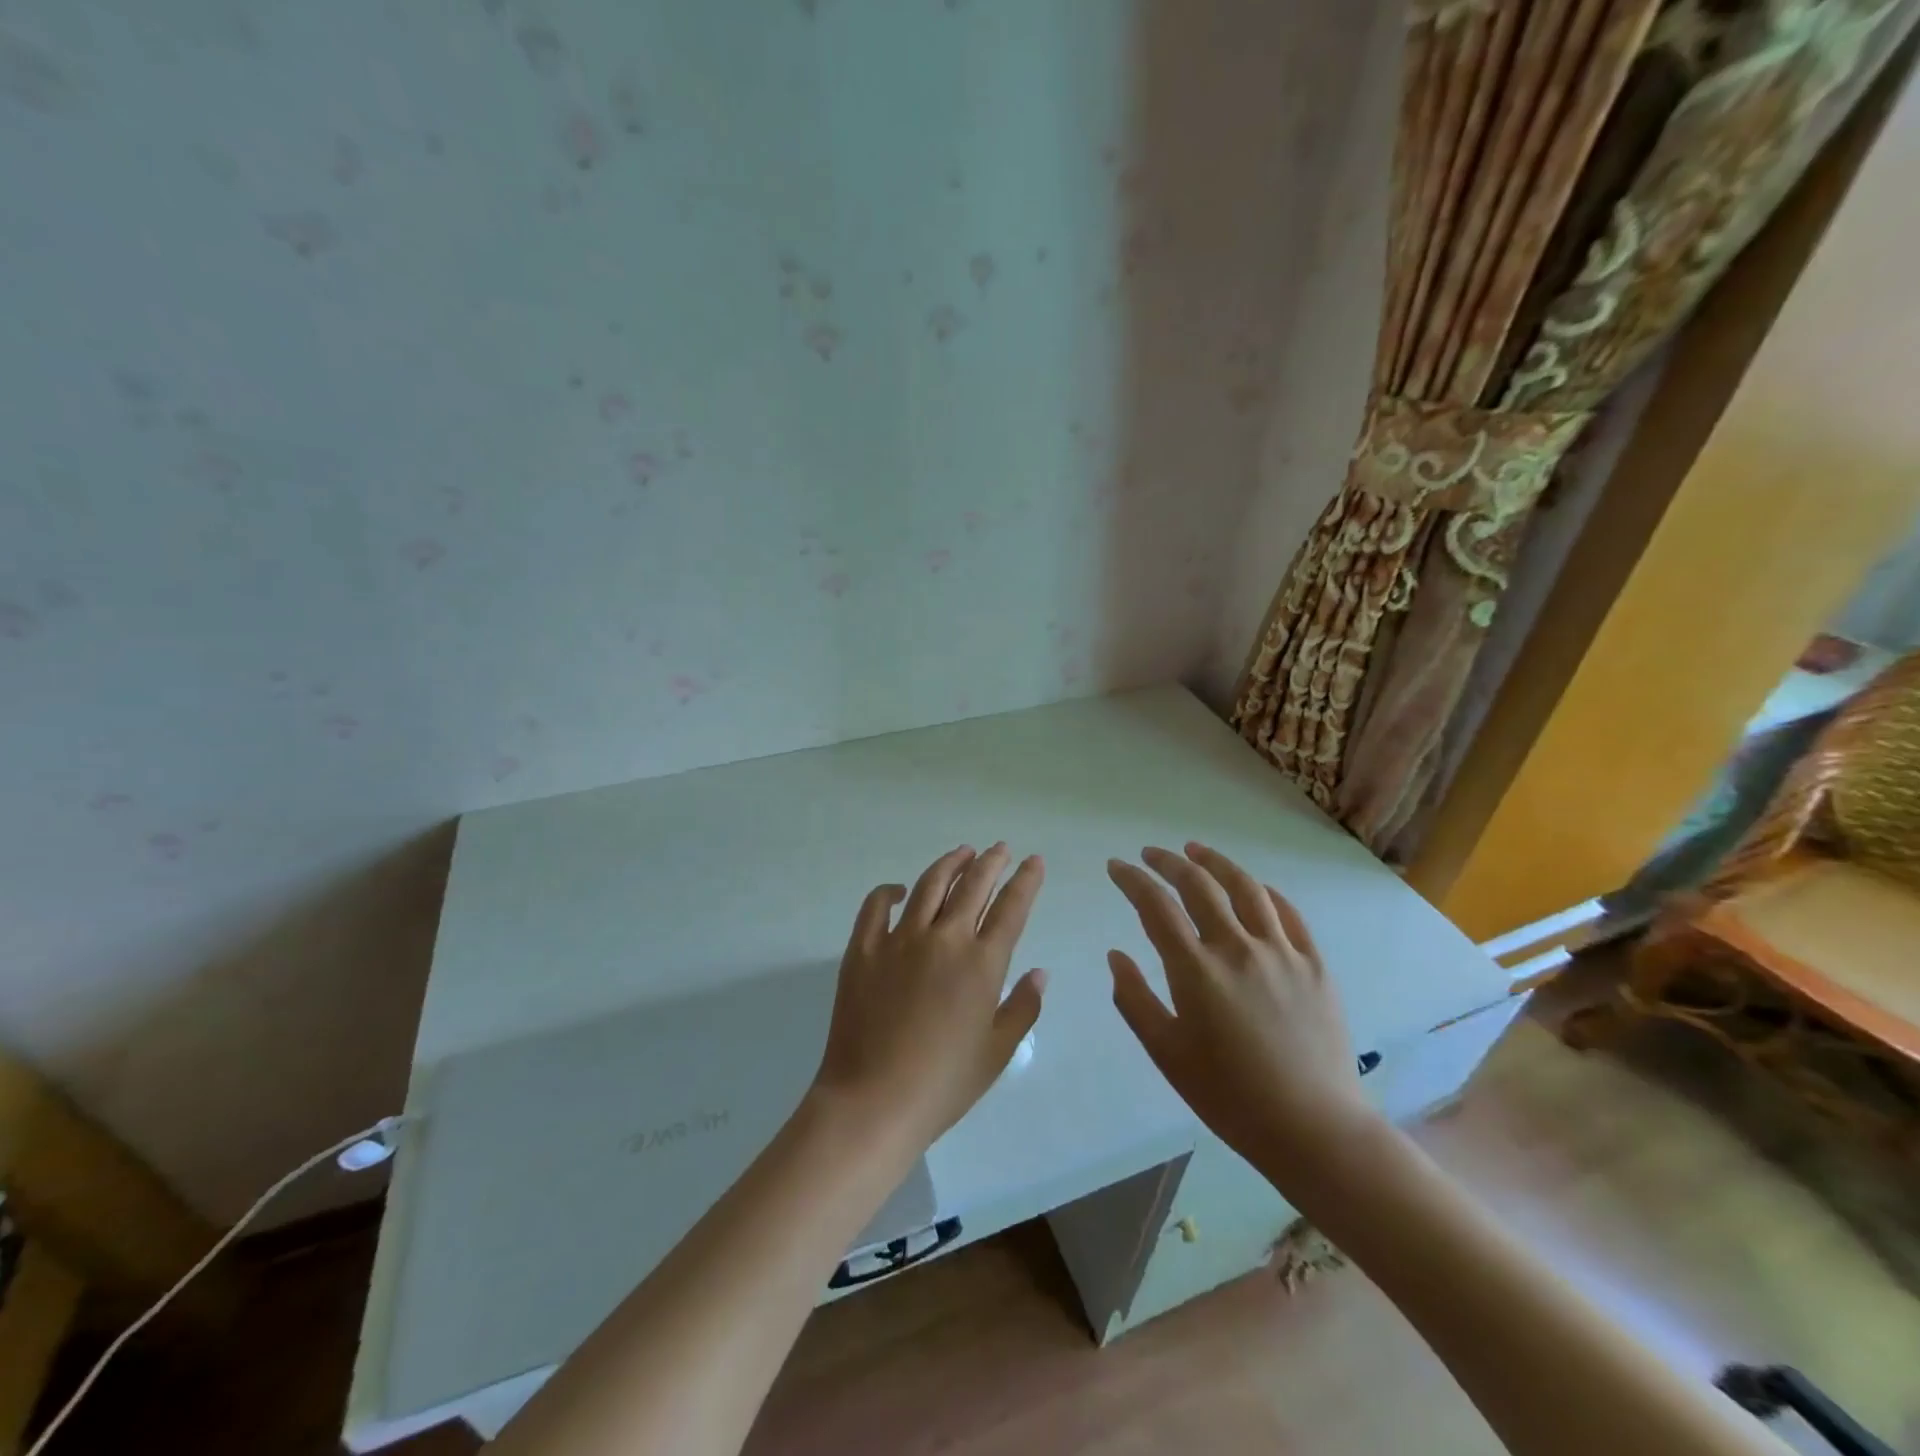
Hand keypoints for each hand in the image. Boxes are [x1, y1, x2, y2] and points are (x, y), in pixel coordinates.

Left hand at [811, 844, 1046, 1148]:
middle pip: (973, 886)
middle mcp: (944, 938)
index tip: (1033, 861)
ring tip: (962, 853)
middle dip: (991, 862)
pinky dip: (888, 891)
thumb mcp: (997, 1052)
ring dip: (950, 864)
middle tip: (1000, 848)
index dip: (1026, 880)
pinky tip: (899, 890)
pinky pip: (876, 905)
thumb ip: (1022, 1008)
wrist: (873, 1100)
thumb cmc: (944, 1083)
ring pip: (929, 885)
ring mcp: (900, 939)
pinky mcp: (863, 948)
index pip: (1011, 907)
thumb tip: (1039, 973)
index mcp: (982, 963)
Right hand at [1106, 843, 1376, 1174]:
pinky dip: (1263, 891)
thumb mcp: (1167, 1053)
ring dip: (1216, 862)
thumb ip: (1135, 999)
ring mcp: (1281, 952)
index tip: (1117, 867)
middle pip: (1199, 885)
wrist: (1313, 1128)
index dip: (1132, 880)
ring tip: (1196, 851)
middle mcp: (1238, 948)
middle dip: (1169, 862)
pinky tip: (1252, 887)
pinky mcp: (1314, 964)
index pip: (1156, 906)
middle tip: (1151, 854)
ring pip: (1245, 888)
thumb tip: (1116, 955)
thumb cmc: (1229, 1096)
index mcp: (1196, 970)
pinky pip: (1287, 913)